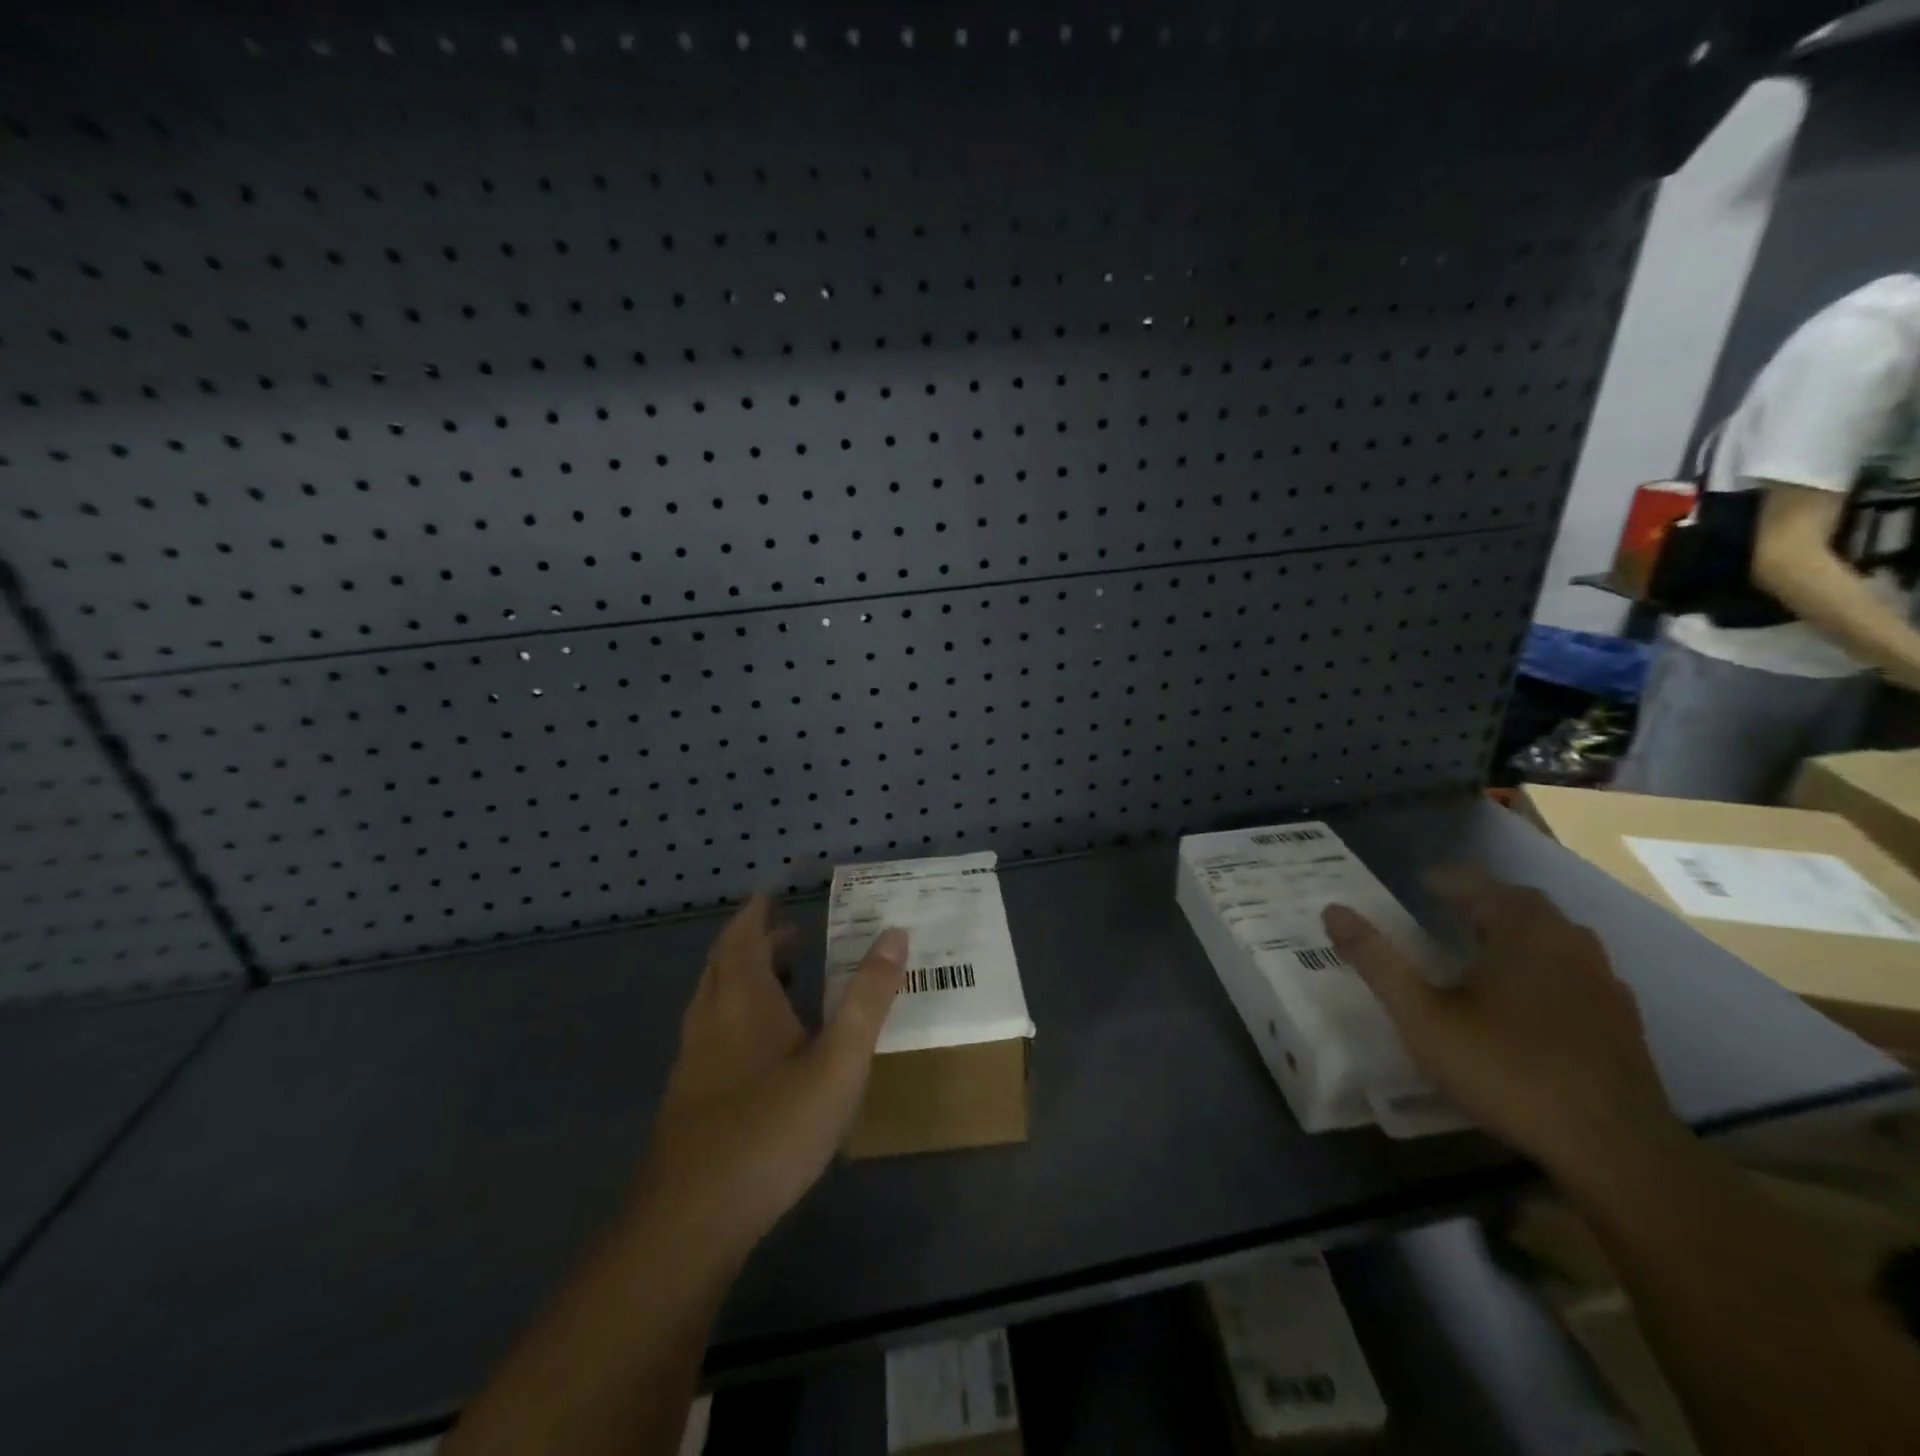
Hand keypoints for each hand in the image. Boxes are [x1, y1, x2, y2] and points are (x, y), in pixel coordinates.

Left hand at [636, 895, 906, 1264]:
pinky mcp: (688, 1094)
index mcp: (742, 998)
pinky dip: (737, 1010)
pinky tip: (762, 1044)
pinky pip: (712, 1028)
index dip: (759, 909)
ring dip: (745, 975)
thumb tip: (895, 934)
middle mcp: (711, 1016)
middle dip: (757, 939)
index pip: (745, 933)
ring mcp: (693, 1057)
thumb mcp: (838, 1062)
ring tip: (784, 977)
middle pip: (726, 961)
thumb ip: (868, 998)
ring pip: (716, 996)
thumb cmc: (773, 1129)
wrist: (692, 1220)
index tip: (778, 890)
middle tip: (793, 932)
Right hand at [1322, 866, 1681, 1176]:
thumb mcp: (1422, 1016)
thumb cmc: (1507, 1070)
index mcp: (1521, 934)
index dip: (1446, 880)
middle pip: (1524, 904)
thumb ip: (1377, 961)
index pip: (1480, 885)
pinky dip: (1546, 964)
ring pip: (1557, 936)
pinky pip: (1576, 970)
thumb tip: (1332, 910)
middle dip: (1483, 899)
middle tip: (1447, 908)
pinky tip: (1530, 995)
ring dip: (1518, 929)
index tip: (1418, 883)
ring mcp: (1603, 983)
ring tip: (1484, 945)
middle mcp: (1568, 945)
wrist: (1616, 1150)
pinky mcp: (1622, 1021)